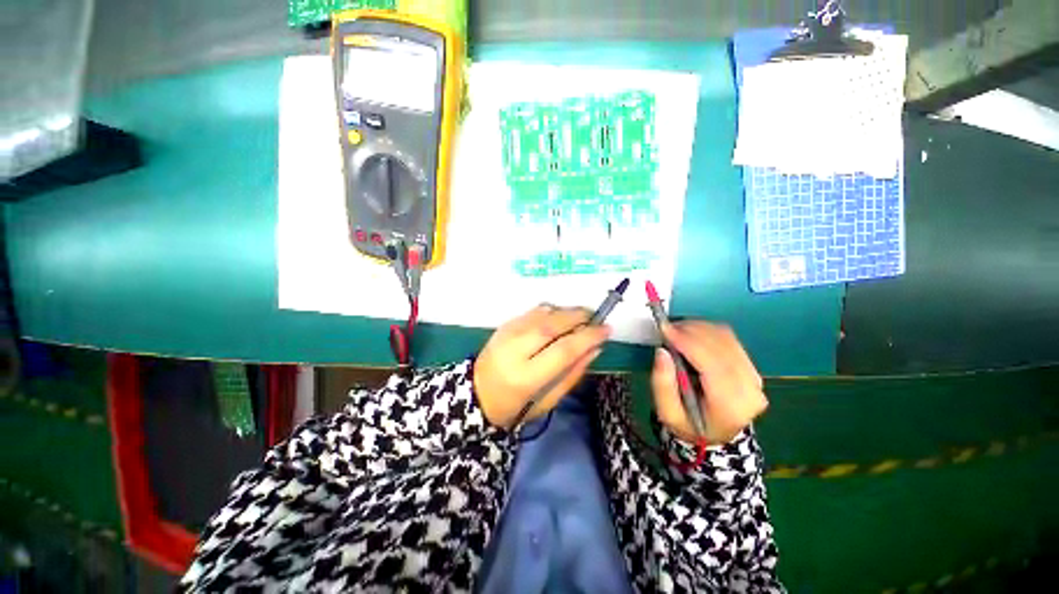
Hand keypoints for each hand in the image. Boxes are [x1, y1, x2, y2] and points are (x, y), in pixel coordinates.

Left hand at [474, 305, 610, 428]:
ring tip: (581, 317)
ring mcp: (507, 334)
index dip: (588, 336)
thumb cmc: (516, 405)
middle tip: (595, 317)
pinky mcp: (504, 325)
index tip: (607, 329)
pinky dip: (552, 310)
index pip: (563, 349)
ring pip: (543, 313)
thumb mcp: (549, 400)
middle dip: (579, 317)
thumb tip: (595, 348)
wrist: (477, 394)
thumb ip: (573, 373)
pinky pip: (533, 311)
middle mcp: (515, 350)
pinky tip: (560, 318)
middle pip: (552, 324)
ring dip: (566, 311)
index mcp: (526, 377)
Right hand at [651, 321, 766, 443]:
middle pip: (722, 347)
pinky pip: (730, 340)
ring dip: (699, 328)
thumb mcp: (668, 412)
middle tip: (666, 328)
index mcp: (730, 407)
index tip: (665, 329)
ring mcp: (755, 378)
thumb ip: (662, 384)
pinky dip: (708, 331)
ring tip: (676, 331)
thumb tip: (662, 351)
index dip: (688, 342)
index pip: (712, 365)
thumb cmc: (688, 425)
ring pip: (727, 339)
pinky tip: (691, 334)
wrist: (714, 435)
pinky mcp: (751, 368)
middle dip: (691, 331)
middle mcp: (750, 390)